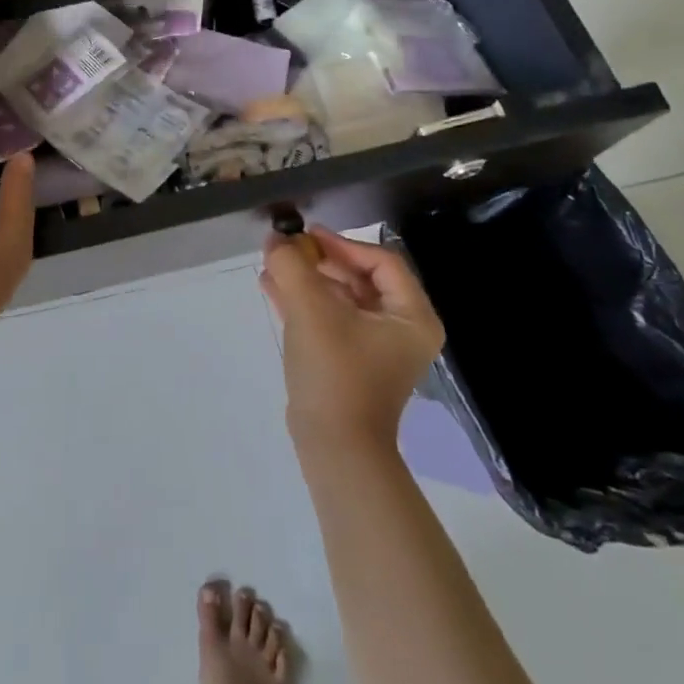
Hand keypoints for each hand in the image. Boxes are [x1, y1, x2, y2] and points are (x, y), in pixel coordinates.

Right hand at [260, 226, 445, 447]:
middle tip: (285, 248)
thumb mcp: (310, 310)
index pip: (381, 261)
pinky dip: (304, 301)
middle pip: (360, 277)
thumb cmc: (335, 372)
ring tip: (272, 264)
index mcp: (411, 316)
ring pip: (341, 297)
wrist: (334, 447)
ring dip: (307, 278)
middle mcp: (401, 329)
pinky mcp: (350, 361)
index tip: (306, 235)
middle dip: (319, 260)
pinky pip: (330, 318)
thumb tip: (276, 238)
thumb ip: (291, 266)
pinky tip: (271, 287)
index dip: (342, 243)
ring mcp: (375, 348)